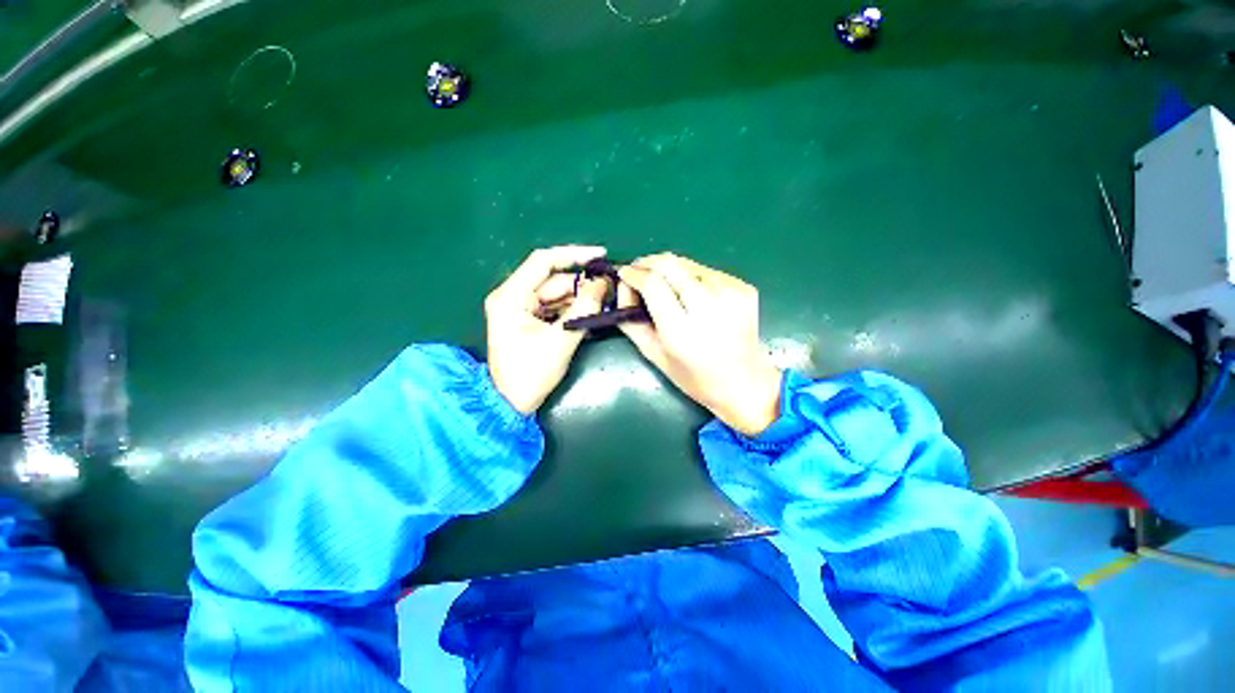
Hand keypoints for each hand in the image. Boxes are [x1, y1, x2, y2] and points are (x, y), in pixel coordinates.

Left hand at [486, 246, 610, 413]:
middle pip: (554, 280)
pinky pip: (556, 308)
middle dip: (583, 284)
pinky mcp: (529, 320)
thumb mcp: (560, 340)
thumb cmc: (530, 374)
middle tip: (610, 290)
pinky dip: (573, 310)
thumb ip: (583, 310)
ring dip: (581, 298)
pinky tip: (591, 315)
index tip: (601, 256)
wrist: (510, 404)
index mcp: (511, 296)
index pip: (543, 261)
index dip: (574, 254)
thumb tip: (603, 285)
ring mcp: (521, 309)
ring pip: (557, 294)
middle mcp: (514, 296)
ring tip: (605, 304)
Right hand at [617, 253, 781, 436]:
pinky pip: (707, 271)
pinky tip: (690, 293)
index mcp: (683, 331)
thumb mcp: (654, 355)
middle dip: (648, 262)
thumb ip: (631, 321)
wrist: (744, 382)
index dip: (634, 274)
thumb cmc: (693, 376)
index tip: (624, 274)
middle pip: (671, 264)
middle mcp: (710, 308)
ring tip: (664, 284)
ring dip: (670, 269)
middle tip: (638, 270)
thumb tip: (622, 287)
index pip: (653, 284)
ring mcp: (732, 295)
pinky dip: (691, 276)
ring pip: (688, 264)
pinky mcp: (744, 288)